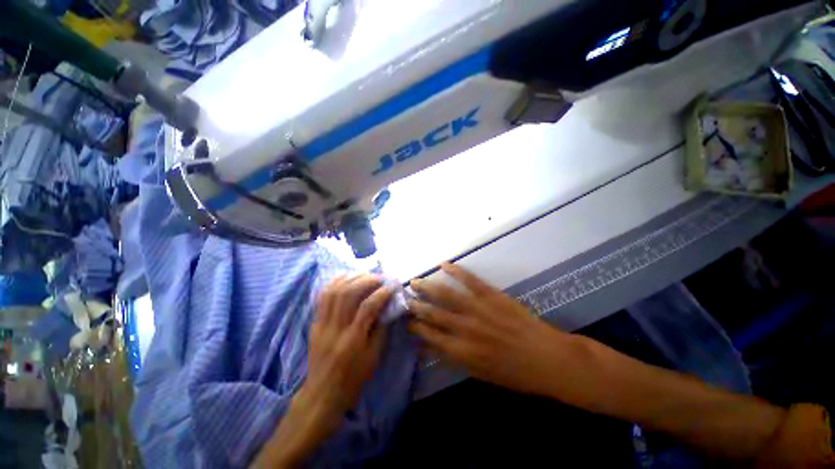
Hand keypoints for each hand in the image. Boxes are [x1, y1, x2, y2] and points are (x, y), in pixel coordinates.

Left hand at [303, 274, 392, 421]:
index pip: (367, 307)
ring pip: (333, 292)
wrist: (322, 394)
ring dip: (350, 279)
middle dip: (365, 281)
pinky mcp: (314, 324)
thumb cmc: (353, 378)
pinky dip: (333, 283)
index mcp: (353, 340)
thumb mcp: (374, 357)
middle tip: (378, 278)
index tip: (391, 286)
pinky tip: (344, 278)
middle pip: (348, 294)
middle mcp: (335, 329)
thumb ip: (381, 329)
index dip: (381, 294)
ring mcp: (322, 325)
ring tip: (363, 274)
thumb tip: (387, 307)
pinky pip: (321, 298)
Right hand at [408, 263, 572, 395]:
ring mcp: (478, 309)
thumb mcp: (479, 373)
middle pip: (432, 314)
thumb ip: (453, 357)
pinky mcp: (491, 295)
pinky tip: (444, 264)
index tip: (406, 320)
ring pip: (445, 294)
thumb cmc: (513, 372)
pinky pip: (469, 280)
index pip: (429, 336)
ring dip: (427, 287)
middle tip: (404, 298)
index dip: (415, 327)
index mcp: (461, 351)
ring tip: (414, 281)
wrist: (547, 358)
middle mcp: (464, 328)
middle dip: (415, 305)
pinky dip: (455, 270)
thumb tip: (431, 345)